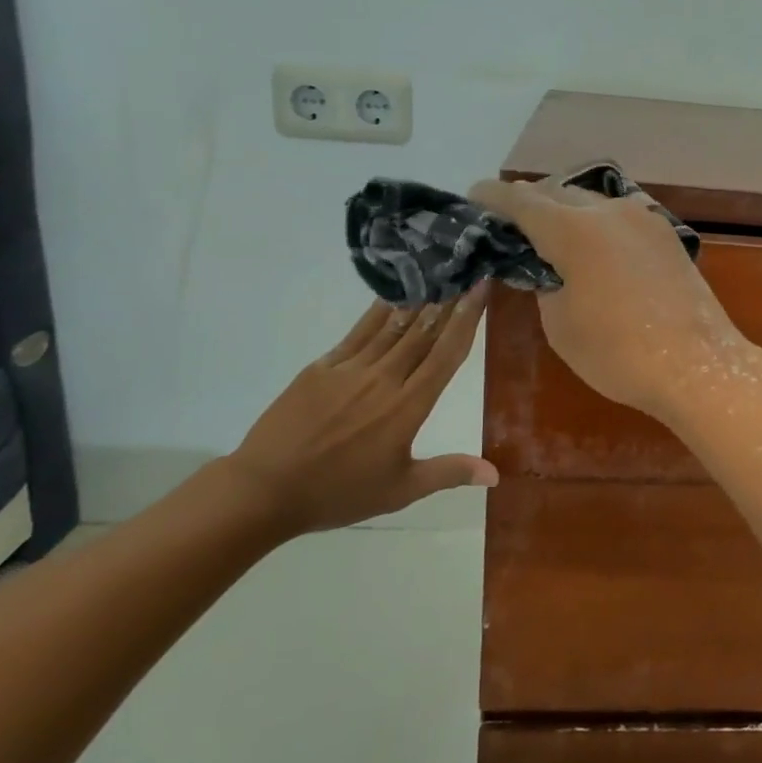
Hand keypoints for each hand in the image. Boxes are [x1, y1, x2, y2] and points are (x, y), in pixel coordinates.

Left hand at [224, 288, 496, 534]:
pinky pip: (358, 333)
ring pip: (393, 326)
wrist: (265, 490)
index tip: (481, 288)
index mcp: (408, 407)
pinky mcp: (322, 367)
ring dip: (419, 300)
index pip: (446, 354)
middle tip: (465, 269)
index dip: (468, 318)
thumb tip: (496, 474)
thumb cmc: (339, 493)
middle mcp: (384, 379)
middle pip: (424, 331)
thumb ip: (449, 472)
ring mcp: (350, 370)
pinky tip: (391, 297)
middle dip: (448, 299)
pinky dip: (378, 312)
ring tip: (437, 275)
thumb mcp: (401, 490)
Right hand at [468, 176, 761, 423]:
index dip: (493, 197)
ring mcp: (643, 218)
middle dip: (530, 203)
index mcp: (573, 229)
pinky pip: (620, 216)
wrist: (696, 365)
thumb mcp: (560, 324)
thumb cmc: (618, 354)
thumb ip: (545, 284)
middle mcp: (608, 211)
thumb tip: (547, 267)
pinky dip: (598, 223)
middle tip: (512, 223)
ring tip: (552, 234)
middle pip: (557, 193)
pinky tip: (595, 246)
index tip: (475, 197)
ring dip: (566, 211)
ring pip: (592, 201)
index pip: (521, 200)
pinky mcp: (665, 234)